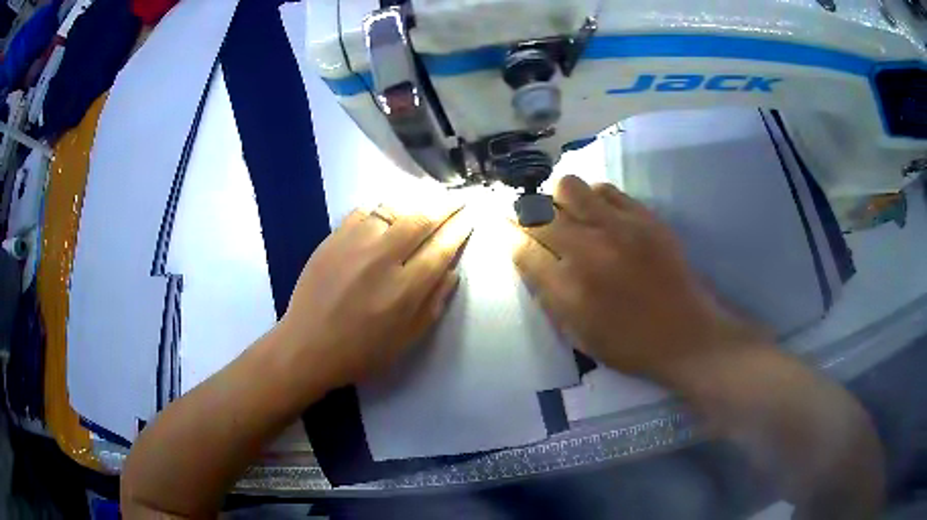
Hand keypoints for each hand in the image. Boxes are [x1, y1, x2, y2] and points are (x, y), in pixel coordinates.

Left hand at [280, 201, 471, 388]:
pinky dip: (380, 211)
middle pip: (420, 220)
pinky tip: (384, 218)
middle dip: (444, 206)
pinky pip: (363, 213)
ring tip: (424, 204)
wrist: (307, 346)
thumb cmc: (362, 351)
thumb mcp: (406, 339)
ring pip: (392, 210)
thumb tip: (452, 271)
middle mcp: (383, 259)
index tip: (470, 215)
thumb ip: (433, 303)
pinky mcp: (332, 239)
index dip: (460, 228)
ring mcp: (354, 245)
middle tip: (456, 199)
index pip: (441, 248)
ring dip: (414, 205)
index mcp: (405, 289)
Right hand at [512, 175, 759, 382]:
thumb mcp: (577, 335)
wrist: (685, 333)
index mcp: (569, 288)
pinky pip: (605, 190)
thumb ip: (548, 295)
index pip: (522, 247)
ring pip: (568, 187)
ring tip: (567, 215)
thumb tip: (528, 258)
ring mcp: (619, 227)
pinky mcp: (644, 217)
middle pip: (538, 212)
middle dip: (524, 214)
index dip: (506, 234)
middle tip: (531, 221)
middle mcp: (589, 250)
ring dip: (558, 200)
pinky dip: (592, 198)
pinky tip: (598, 214)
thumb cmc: (628, 344)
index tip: (501, 227)